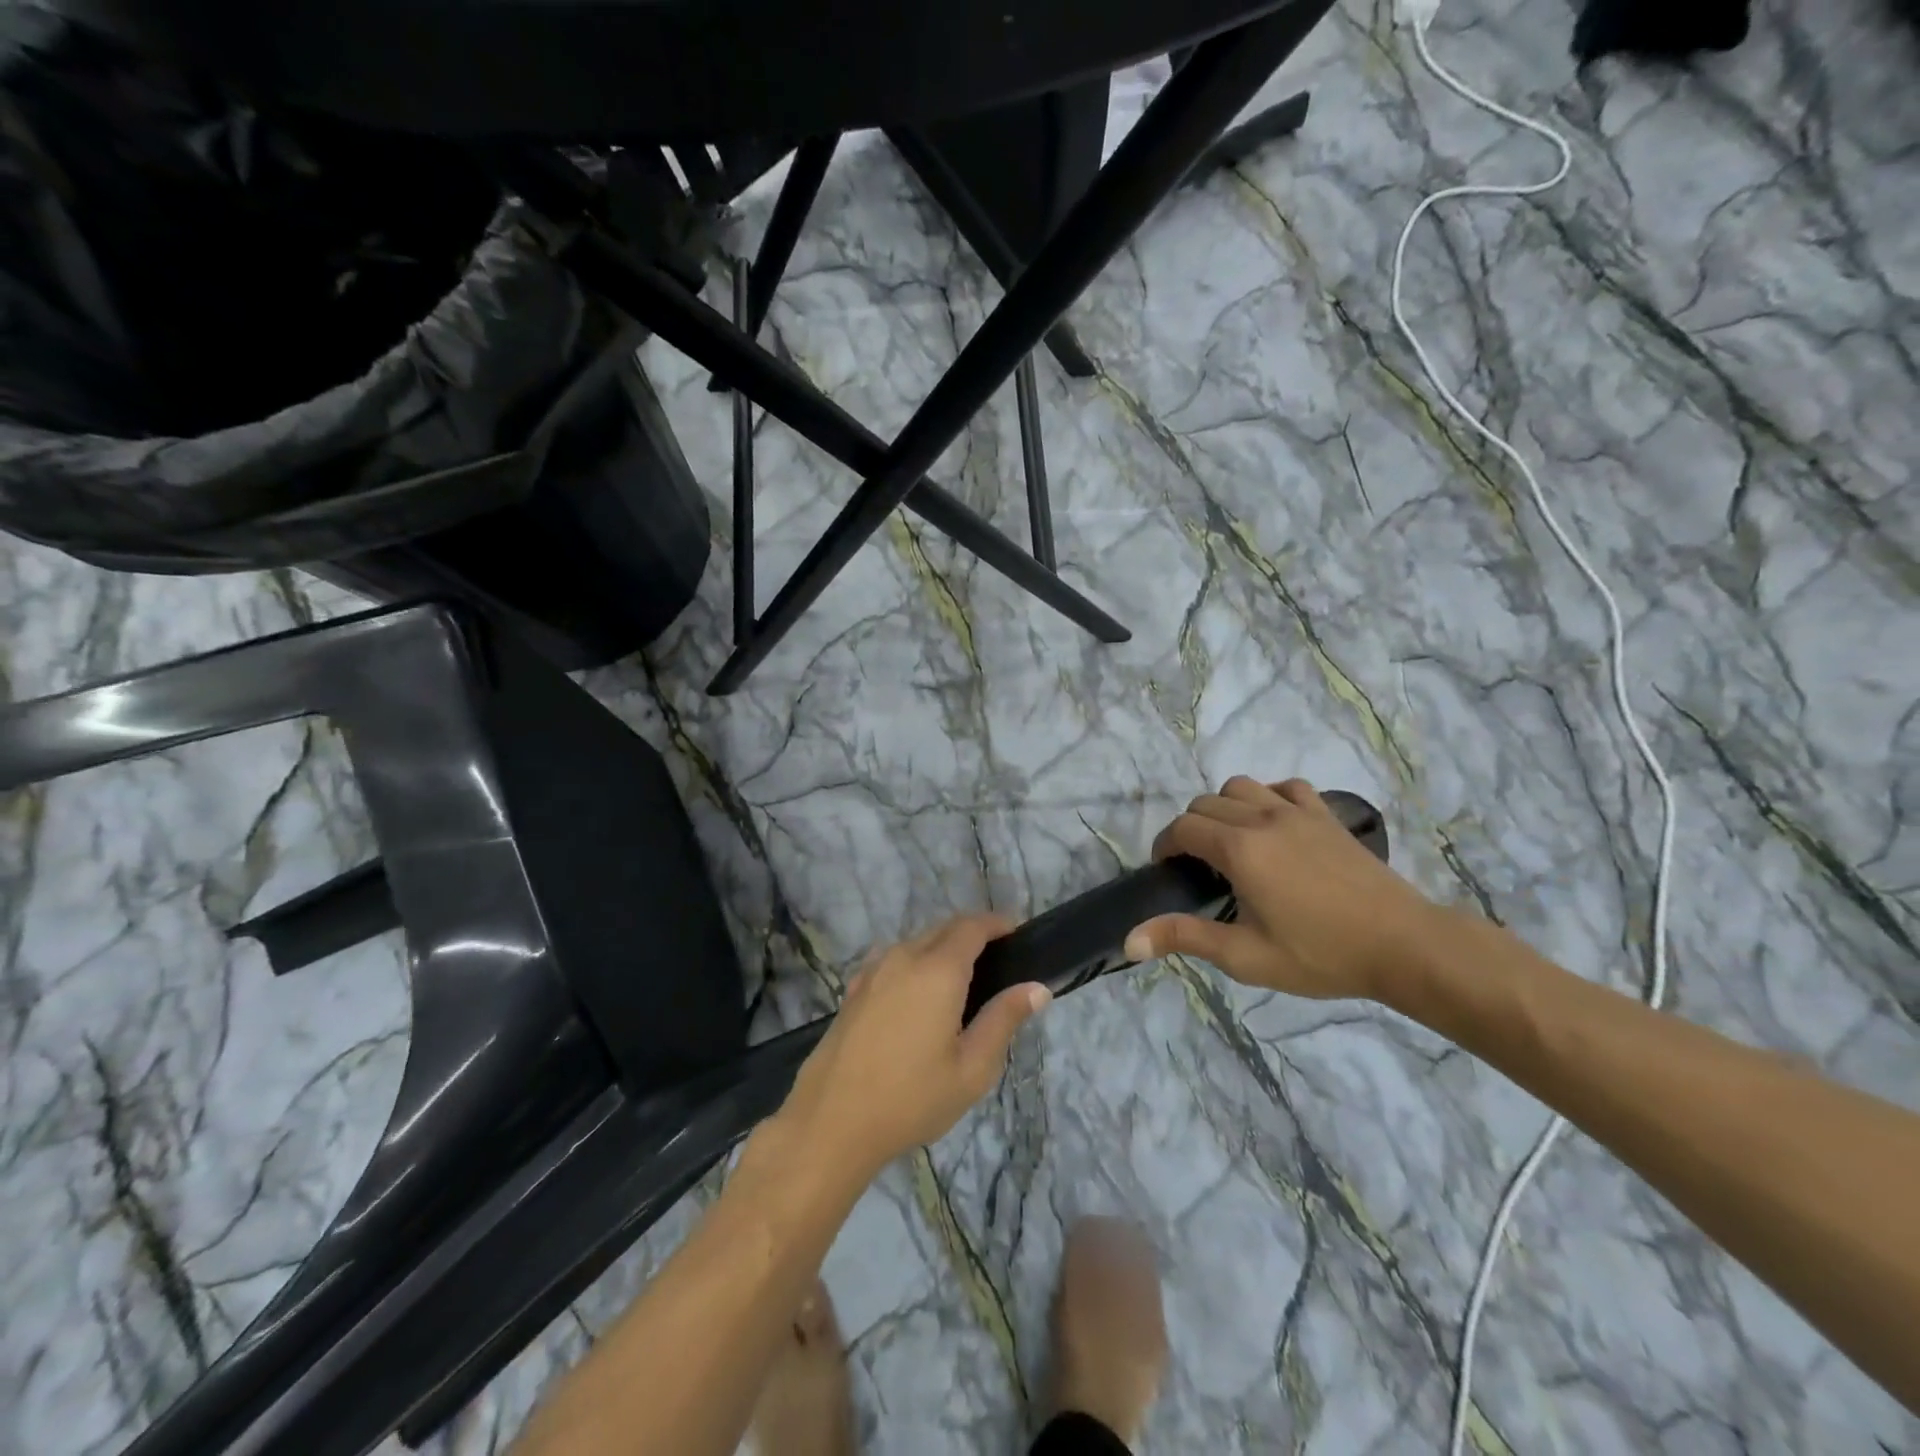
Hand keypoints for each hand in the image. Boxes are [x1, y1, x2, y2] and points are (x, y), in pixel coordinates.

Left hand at [777, 914, 1051, 1181]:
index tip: (1017, 933)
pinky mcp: (854, 988)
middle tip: (997, 962)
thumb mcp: (972, 1068)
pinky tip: (920, 997)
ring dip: (943, 947)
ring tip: (963, 981)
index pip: (972, 926)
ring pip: (917, 942)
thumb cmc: (911, 1098)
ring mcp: (873, 970)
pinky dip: (916, 962)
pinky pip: (894, 959)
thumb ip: (1004, 1020)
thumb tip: (1036, 988)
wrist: (831, 1121)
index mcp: (938, 970)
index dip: (997, 923)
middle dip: (973, 933)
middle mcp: (904, 956)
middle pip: (944, 928)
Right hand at [1124, 777, 1439, 1000]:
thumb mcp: (1246, 956)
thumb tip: (1129, 941)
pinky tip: (1273, 824)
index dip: (1165, 845)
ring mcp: (1298, 812)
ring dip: (1223, 807)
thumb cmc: (1321, 954)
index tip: (1167, 871)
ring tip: (1231, 842)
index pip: (1183, 828)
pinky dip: (1268, 797)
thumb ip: (1186, 938)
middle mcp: (1262, 818)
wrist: (1405, 945)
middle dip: (1189, 828)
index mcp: (1239, 850)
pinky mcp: (1326, 816)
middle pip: (1205, 803)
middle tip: (1197, 867)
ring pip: (1240, 786)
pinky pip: (1285, 787)